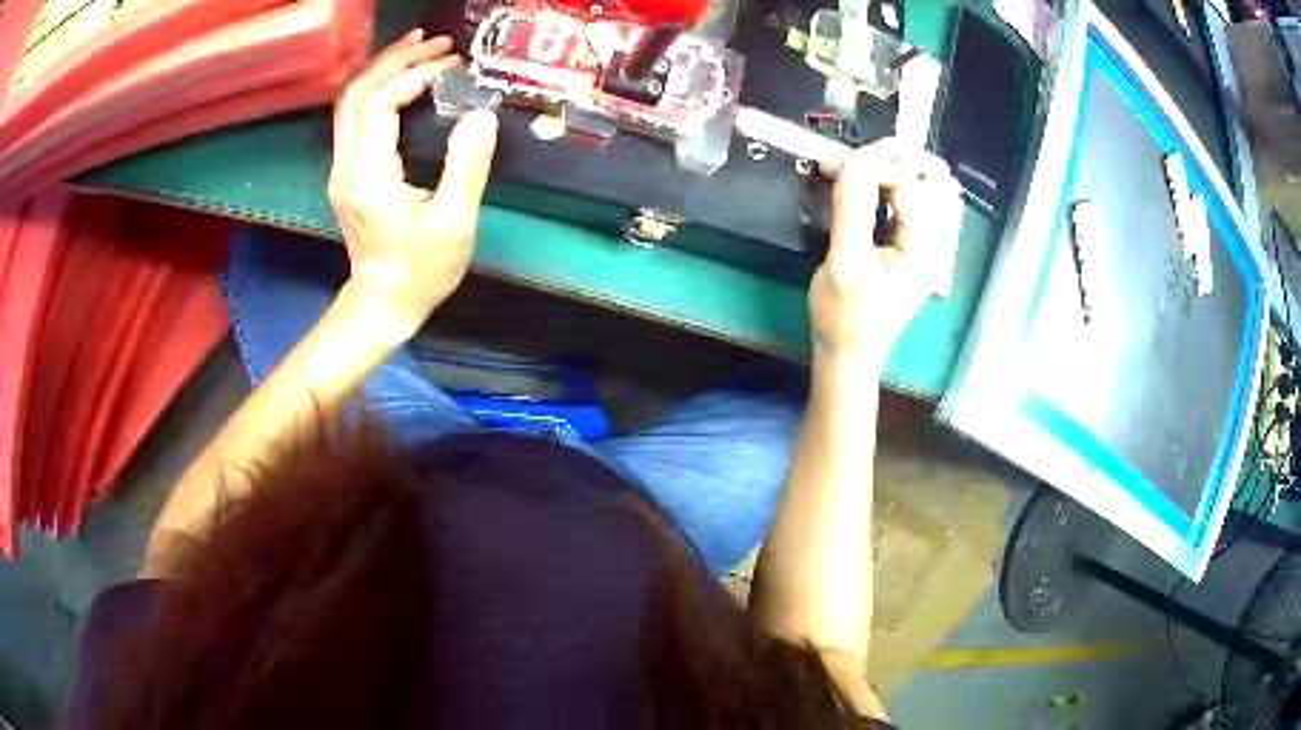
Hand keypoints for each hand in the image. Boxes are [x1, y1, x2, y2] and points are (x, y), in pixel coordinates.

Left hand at [327, 30, 498, 339]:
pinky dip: (376, 87)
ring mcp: (341, 169)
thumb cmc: (422, 271)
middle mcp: (346, 167)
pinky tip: (400, 78)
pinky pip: (352, 116)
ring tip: (418, 47)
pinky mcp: (346, 172)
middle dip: (396, 60)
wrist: (383, 304)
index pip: (380, 104)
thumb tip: (481, 114)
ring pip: (349, 102)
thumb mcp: (455, 224)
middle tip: (437, 44)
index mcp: (370, 177)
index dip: (414, 75)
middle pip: (356, 93)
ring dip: (382, 68)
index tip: (452, 66)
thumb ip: (467, 166)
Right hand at [810, 138, 962, 361]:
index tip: (835, 163)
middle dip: (890, 161)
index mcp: (925, 249)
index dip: (875, 165)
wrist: (847, 355)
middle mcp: (934, 241)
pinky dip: (891, 187)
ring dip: (892, 170)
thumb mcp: (844, 263)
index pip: (909, 184)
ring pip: (923, 187)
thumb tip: (851, 162)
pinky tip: (867, 188)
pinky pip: (912, 203)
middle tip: (851, 162)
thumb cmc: (844, 318)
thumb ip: (852, 210)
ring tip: (856, 170)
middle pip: (929, 179)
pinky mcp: (912, 245)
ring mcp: (926, 243)